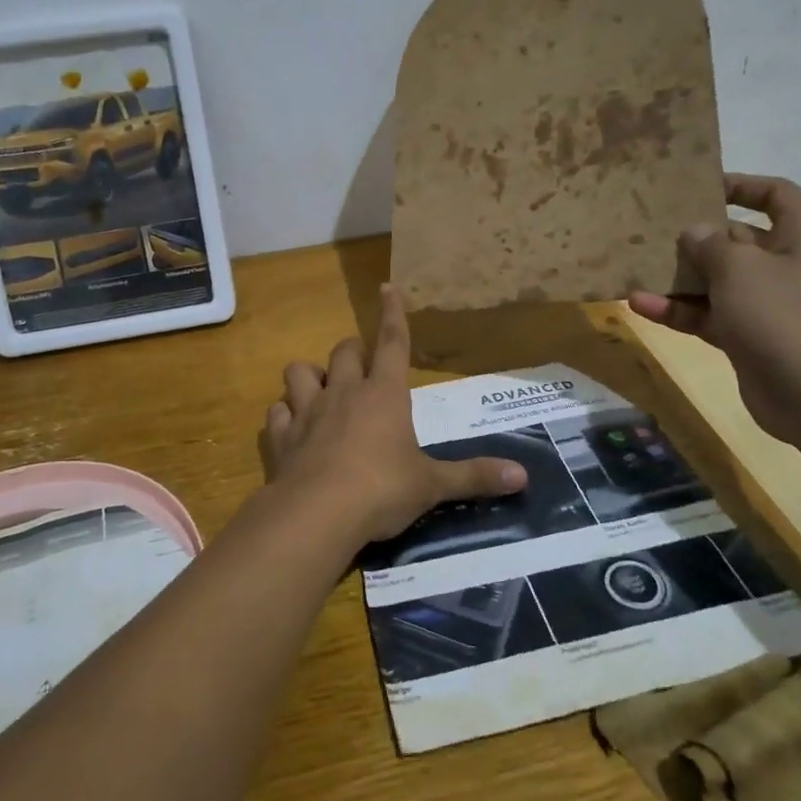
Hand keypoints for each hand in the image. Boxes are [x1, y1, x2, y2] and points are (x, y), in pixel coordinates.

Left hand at [263, 285, 527, 544]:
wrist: (317, 514)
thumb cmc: (382, 490)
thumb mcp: (432, 485)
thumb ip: (474, 476)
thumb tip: (524, 477)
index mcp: (384, 395)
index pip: (392, 342)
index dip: (392, 313)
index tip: (387, 286)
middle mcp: (343, 393)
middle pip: (344, 351)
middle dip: (353, 351)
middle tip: (362, 368)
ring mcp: (307, 412)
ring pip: (299, 372)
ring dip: (310, 376)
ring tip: (320, 391)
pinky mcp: (280, 437)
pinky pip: (276, 413)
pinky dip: (284, 416)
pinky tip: (290, 428)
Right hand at [628, 173, 800, 445]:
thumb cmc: (781, 316)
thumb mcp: (739, 268)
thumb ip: (710, 243)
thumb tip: (695, 231)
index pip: (776, 195)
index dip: (740, 185)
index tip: (698, 187)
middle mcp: (789, 265)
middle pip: (739, 238)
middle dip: (697, 235)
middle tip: (654, 229)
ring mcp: (769, 304)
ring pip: (718, 280)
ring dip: (680, 277)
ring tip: (638, 268)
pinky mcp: (750, 336)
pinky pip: (710, 314)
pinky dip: (680, 310)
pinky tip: (641, 305)